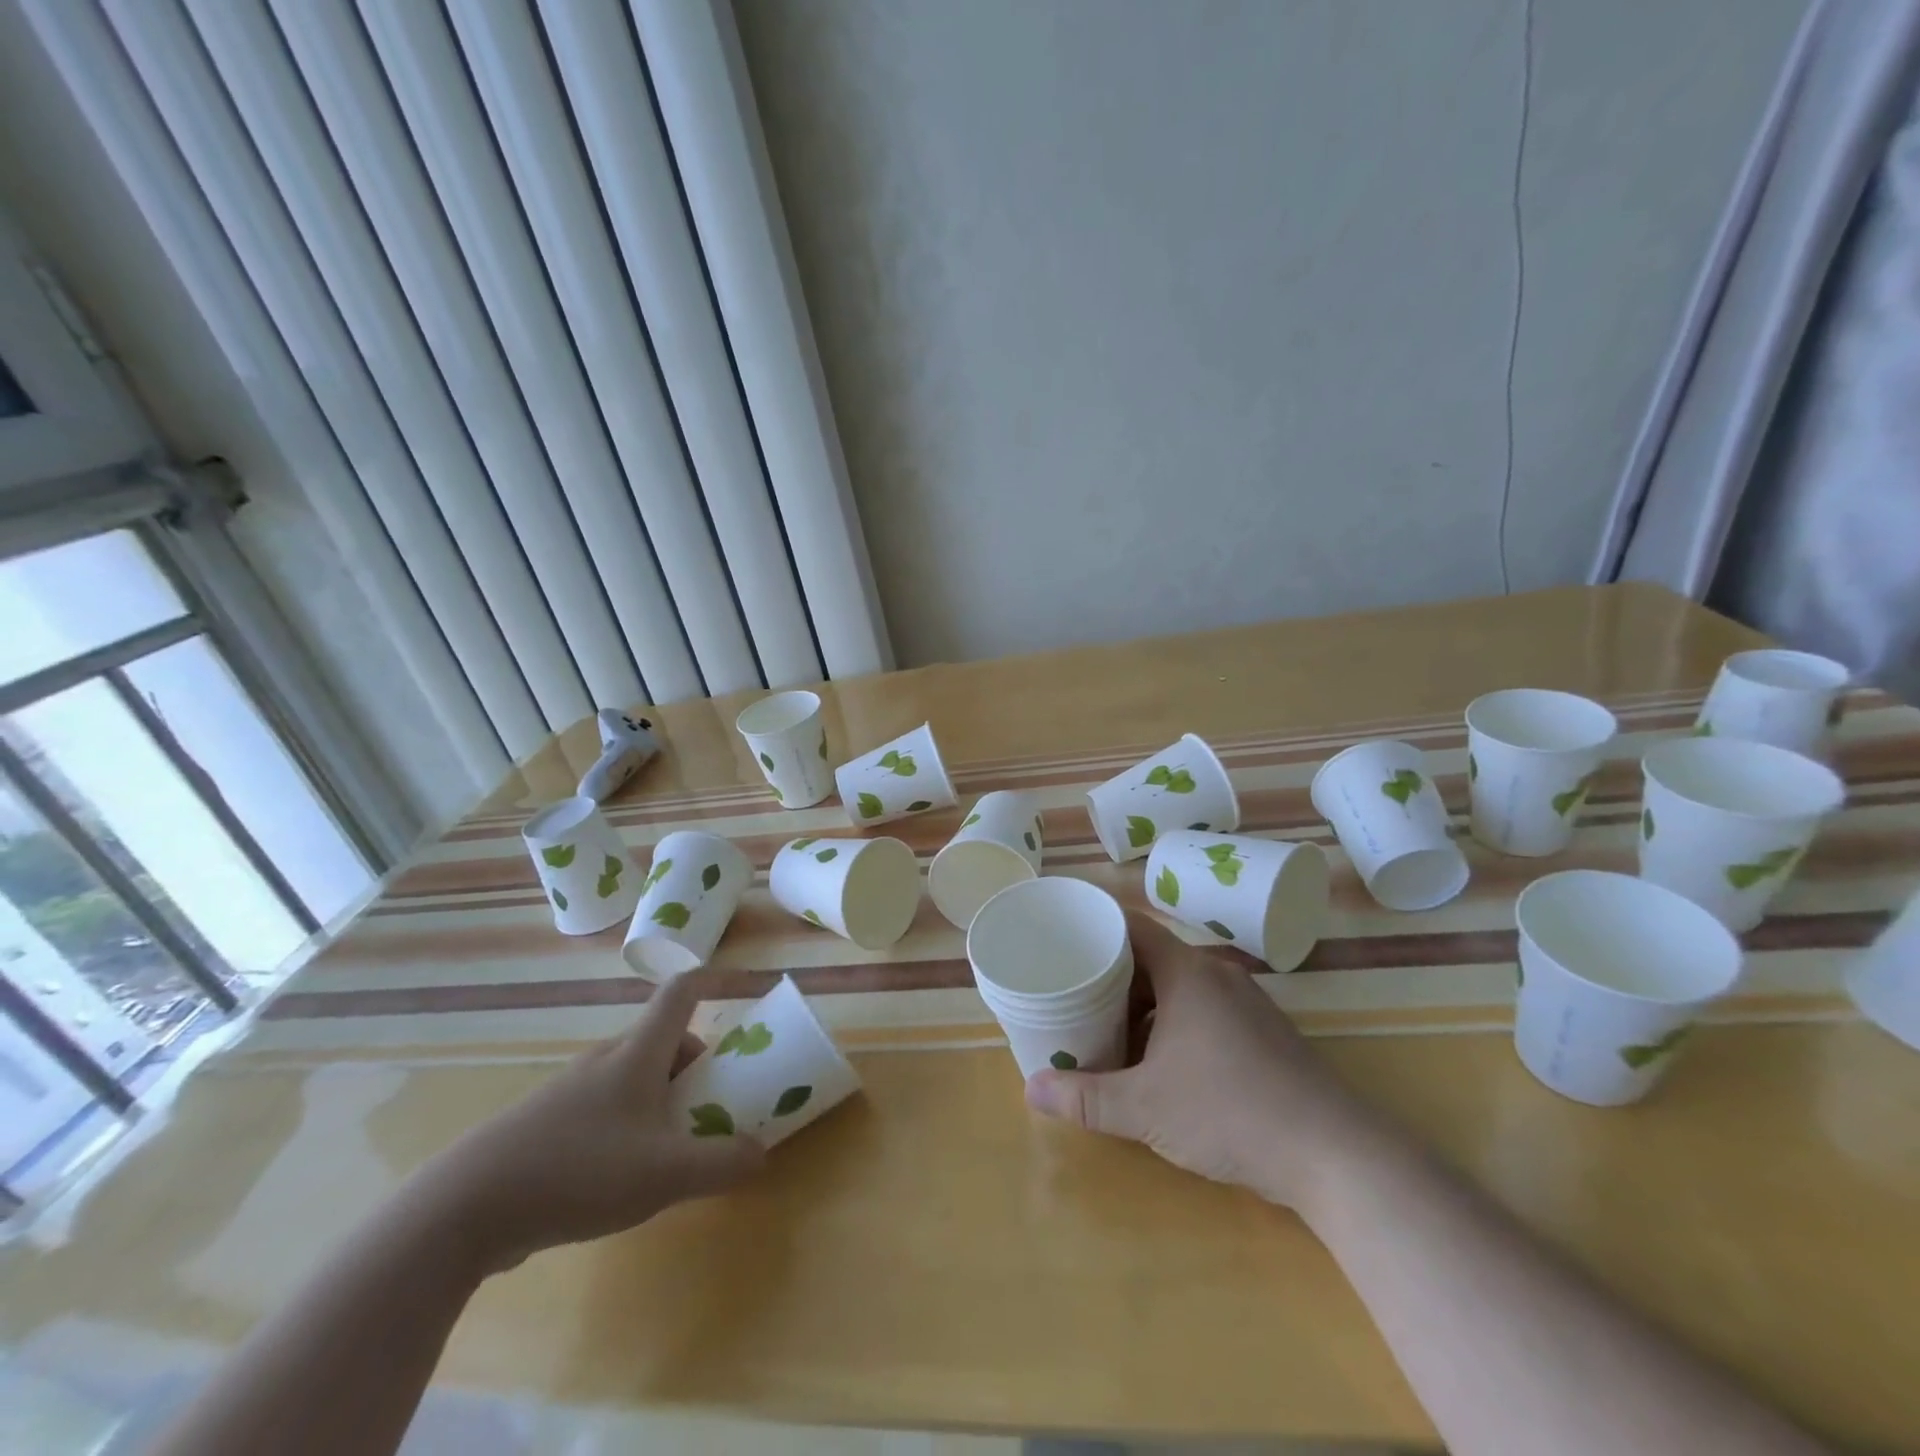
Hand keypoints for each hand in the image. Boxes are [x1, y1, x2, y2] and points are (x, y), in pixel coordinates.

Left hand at [411, 973, 764, 1275]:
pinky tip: (616, 1176)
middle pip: (661, 1038)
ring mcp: (568, 1090)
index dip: (714, 980)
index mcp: (637, 1053)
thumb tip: (760, 1154)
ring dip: (659, 1096)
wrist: (461, 1209)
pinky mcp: (542, 1124)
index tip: (741, 994)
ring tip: (666, 1147)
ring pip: (630, 1074)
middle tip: (709, 1106)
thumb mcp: (664, 1174)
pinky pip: (601, 1106)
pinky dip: (626, 1122)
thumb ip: (721, 1163)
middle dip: (693, 1064)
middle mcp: (604, 1059)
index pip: (681, 991)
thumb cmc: (577, 1172)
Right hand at [1025, 913, 1393, 1213]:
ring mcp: (1246, 1003)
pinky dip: (1172, 1020)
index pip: (1132, 926)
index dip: (1096, 926)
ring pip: (1180, 985)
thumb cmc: (1230, 1113)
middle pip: (1153, 955)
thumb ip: (1085, 1098)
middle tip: (1073, 989)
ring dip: (1142, 1001)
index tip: (1063, 938)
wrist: (1334, 1154)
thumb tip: (1031, 1090)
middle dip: (1112, 972)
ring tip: (1107, 1025)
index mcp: (1187, 972)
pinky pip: (1204, 1007)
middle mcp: (1217, 975)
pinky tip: (1159, 1058)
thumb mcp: (1145, 1108)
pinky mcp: (1263, 1032)